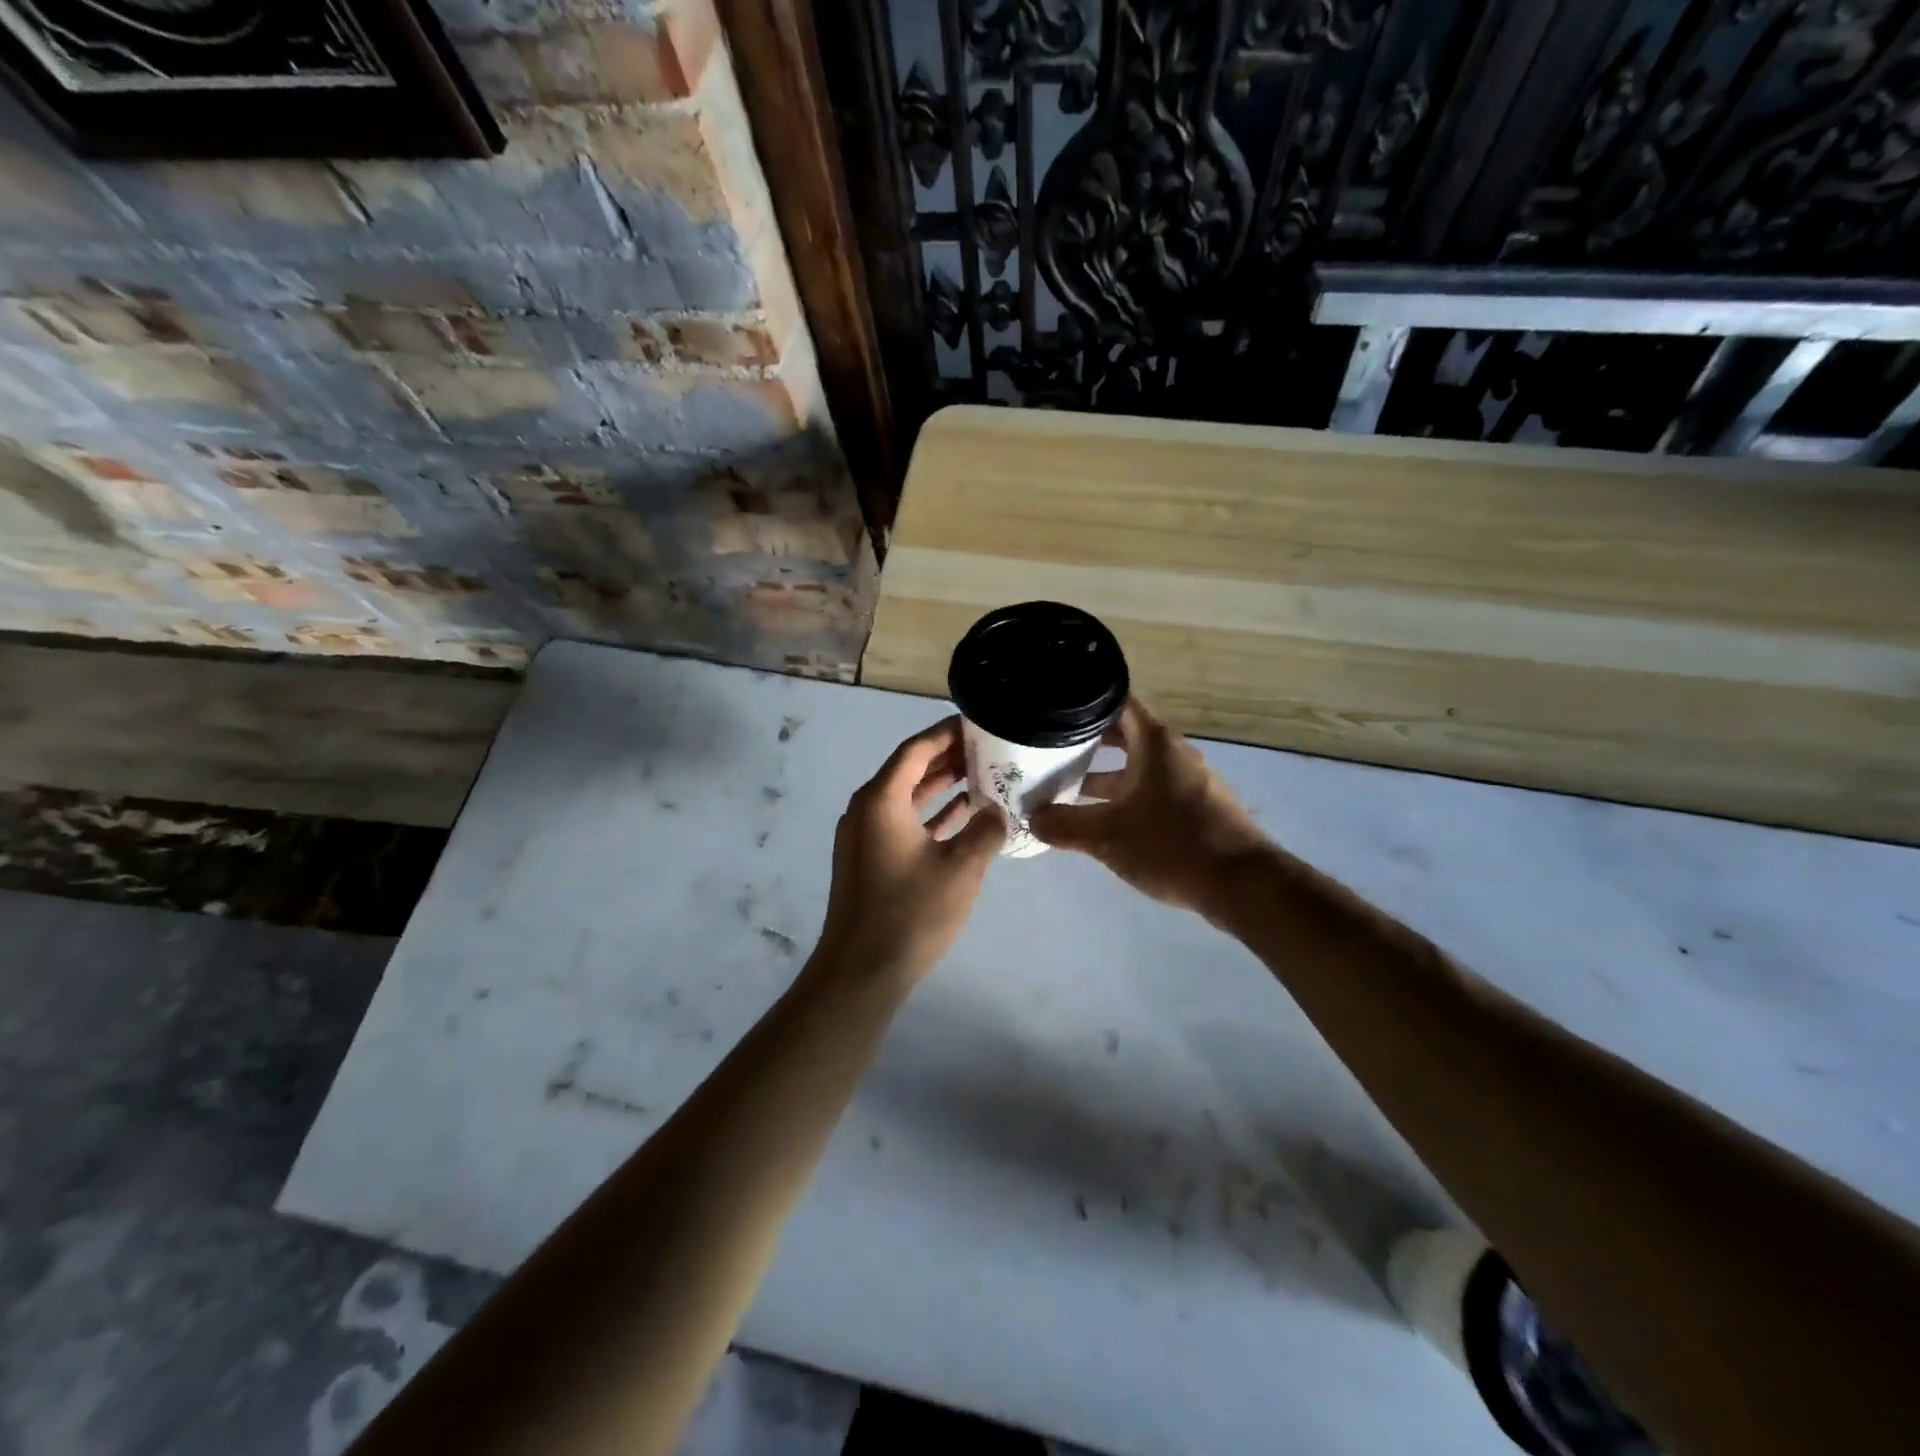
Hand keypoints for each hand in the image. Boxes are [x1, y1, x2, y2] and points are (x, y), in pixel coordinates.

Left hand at [813, 717, 1003, 984]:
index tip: (978, 722)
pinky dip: (932, 816)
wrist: (860, 972)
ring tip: (983, 775)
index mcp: (881, 800)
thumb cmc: (911, 913)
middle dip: (948, 757)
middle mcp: (867, 809)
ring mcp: (865, 836)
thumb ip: (984, 831)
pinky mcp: (870, 860)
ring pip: (907, 798)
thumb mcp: (961, 869)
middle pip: (910, 770)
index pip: (916, 749)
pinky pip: (903, 822)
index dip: (946, 733)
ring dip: (942, 786)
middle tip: (988, 746)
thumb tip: (997, 812)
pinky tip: (965, 816)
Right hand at [1029, 697, 1270, 914]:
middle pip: (1121, 734)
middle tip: (1046, 747)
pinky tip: (1096, 818)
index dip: (1085, 699)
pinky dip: (1121, 796)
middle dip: (1084, 741)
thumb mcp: (1108, 836)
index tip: (1053, 704)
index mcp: (1154, 742)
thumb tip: (1031, 818)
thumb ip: (1065, 825)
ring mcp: (1184, 780)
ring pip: (1133, 766)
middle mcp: (1171, 753)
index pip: (1117, 700)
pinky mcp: (1192, 807)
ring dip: (1100, 775)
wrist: (1241, 884)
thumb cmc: (1172, 845)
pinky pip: (1147, 789)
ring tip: (1061, 786)